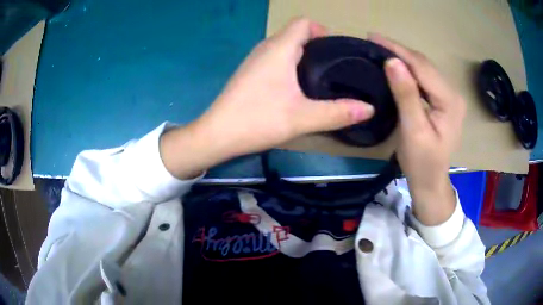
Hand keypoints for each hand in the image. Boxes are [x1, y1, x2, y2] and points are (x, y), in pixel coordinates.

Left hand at [160, 18, 373, 178]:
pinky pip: (275, 59)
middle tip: (335, 68)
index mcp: (279, 48)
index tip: (337, 52)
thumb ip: (338, 112)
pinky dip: (289, 65)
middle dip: (317, 46)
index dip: (323, 31)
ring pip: (285, 47)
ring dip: (303, 56)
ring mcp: (254, 60)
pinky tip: (296, 87)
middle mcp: (265, 48)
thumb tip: (369, 109)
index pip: (303, 23)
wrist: (217, 134)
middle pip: (296, 34)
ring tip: (320, 78)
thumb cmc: (257, 120)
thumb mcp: (302, 117)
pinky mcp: (249, 73)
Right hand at [369, 34, 465, 225]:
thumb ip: (406, 95)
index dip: (398, 50)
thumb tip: (392, 62)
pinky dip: (409, 69)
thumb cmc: (422, 163)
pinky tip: (396, 66)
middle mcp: (453, 93)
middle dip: (399, 51)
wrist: (430, 181)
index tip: (373, 37)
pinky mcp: (442, 100)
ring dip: (403, 58)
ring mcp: (449, 96)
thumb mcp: (414, 131)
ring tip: (380, 49)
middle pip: (424, 65)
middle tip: (372, 41)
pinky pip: (424, 78)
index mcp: (450, 101)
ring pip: (424, 69)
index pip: (422, 67)